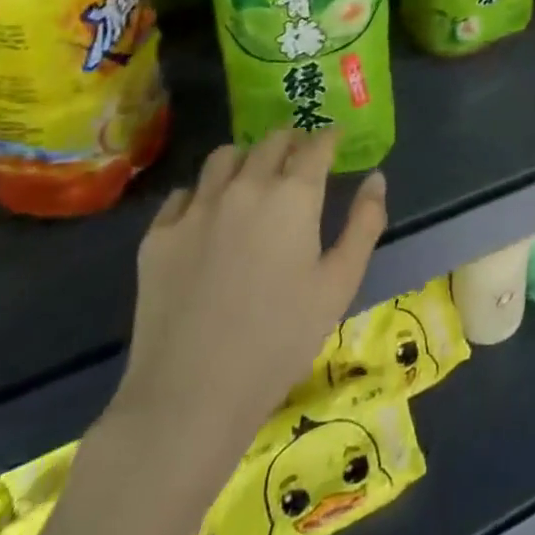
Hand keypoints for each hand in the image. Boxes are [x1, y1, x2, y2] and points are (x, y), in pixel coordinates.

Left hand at [106, 129, 386, 517]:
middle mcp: (245, 186)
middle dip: (291, 141)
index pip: (316, 145)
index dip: (330, 137)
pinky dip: (202, 193)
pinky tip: (208, 216)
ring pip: (224, 157)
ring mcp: (196, 208)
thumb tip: (376, 178)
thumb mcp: (340, 285)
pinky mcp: (158, 236)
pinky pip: (183, 194)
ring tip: (253, 176)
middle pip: (271, 141)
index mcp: (293, 195)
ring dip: (246, 157)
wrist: (189, 397)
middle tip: (300, 155)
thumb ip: (364, 224)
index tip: (336, 140)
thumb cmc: (279, 340)